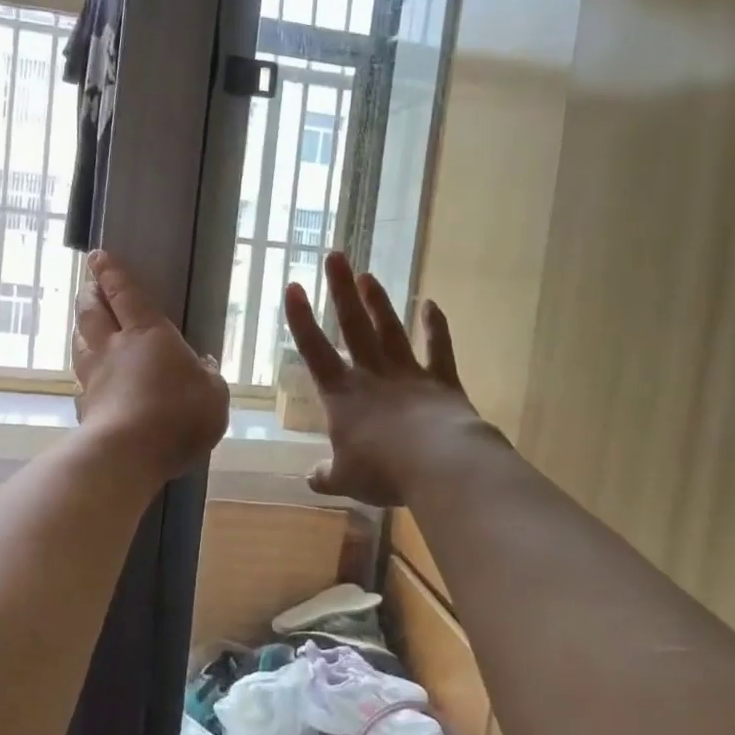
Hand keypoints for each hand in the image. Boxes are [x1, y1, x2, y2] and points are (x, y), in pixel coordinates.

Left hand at [73, 250, 230, 482]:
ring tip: (85, 326)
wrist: (128, 454)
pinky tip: (88, 383)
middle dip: (89, 294)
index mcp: (146, 333)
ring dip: (81, 330)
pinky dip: (84, 376)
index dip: (111, 273)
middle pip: (92, 312)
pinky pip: (81, 383)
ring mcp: (94, 378)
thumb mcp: (213, 394)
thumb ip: (209, 377)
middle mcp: (113, 348)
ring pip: (80, 344)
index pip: (124, 293)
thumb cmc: (178, 414)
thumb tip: (204, 364)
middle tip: (88, 285)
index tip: (97, 257)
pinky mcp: (85, 408)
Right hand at [285, 253, 479, 506]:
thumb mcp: (345, 479)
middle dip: (341, 290)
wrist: (438, 464)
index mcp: (342, 395)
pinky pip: (437, 348)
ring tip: (369, 276)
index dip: (301, 319)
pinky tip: (431, 304)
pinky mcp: (441, 381)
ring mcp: (408, 373)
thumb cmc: (382, 471)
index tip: (293, 286)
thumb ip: (326, 474)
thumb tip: (311, 478)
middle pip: (353, 326)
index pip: (314, 350)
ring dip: (379, 302)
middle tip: (335, 255)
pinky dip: (435, 326)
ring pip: (390, 330)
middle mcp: (372, 375)